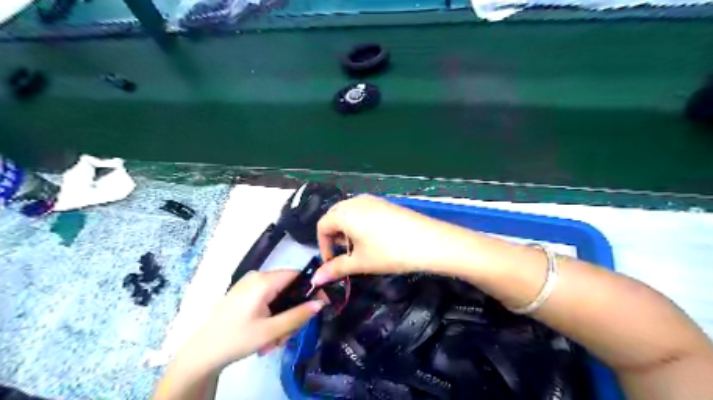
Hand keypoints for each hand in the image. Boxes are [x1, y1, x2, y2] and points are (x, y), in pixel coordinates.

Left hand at [181, 269, 323, 371]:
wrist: (201, 353)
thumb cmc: (236, 340)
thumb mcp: (271, 331)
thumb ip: (298, 315)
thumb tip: (321, 302)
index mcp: (263, 281)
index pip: (297, 275)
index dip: (311, 288)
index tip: (319, 305)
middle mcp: (256, 276)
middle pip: (287, 287)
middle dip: (292, 310)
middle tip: (288, 334)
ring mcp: (248, 284)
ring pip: (278, 295)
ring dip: (281, 316)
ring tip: (273, 339)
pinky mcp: (243, 293)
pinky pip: (267, 297)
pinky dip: (271, 314)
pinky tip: (265, 333)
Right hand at [313, 196, 463, 286]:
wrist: (429, 241)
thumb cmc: (389, 252)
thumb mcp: (360, 262)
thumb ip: (336, 268)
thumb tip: (315, 279)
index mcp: (344, 213)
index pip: (322, 226)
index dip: (323, 245)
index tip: (332, 262)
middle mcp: (355, 201)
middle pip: (335, 216)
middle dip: (334, 236)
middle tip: (345, 255)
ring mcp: (372, 199)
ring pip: (350, 213)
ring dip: (347, 230)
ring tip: (359, 248)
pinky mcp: (386, 203)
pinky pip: (364, 210)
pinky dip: (360, 224)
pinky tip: (374, 238)